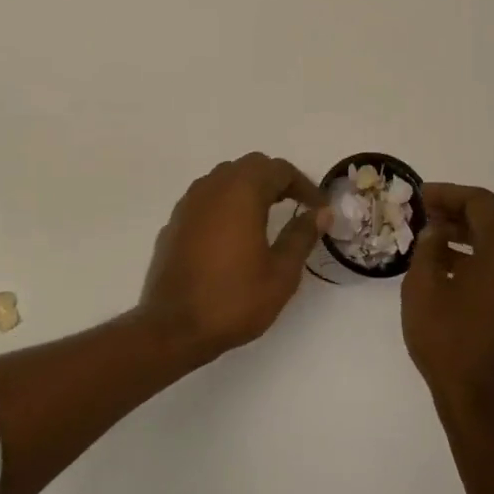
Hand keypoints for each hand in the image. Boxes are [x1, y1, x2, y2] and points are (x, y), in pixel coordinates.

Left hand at [137, 153, 327, 359]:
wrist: (173, 327)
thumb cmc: (233, 299)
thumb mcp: (281, 273)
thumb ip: (301, 236)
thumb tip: (320, 212)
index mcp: (241, 192)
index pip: (278, 169)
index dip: (304, 185)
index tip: (318, 208)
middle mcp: (212, 187)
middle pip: (250, 166)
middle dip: (276, 181)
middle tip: (296, 205)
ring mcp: (188, 203)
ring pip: (225, 178)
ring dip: (249, 189)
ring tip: (267, 217)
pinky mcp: (175, 222)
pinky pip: (206, 199)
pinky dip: (226, 204)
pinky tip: (233, 234)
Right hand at [401, 184, 493, 426]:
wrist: (488, 408)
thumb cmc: (450, 344)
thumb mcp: (424, 289)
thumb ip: (429, 248)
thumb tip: (438, 231)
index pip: (483, 204)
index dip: (450, 194)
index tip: (422, 196)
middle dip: (465, 209)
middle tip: (430, 212)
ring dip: (477, 231)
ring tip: (439, 237)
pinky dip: (488, 254)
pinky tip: (457, 266)